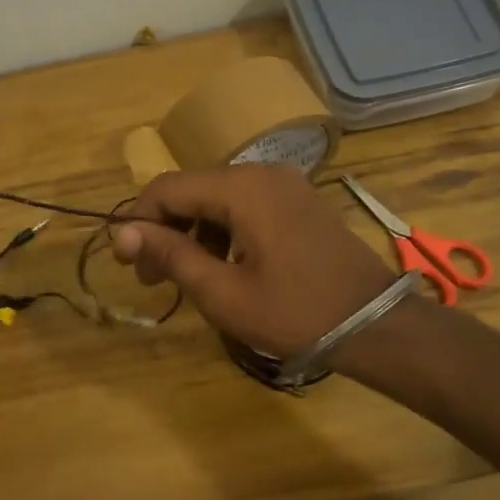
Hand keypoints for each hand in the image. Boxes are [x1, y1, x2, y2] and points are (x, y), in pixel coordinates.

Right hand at [109, 165, 397, 357]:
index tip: (129, 264)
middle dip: (165, 229)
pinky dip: (222, 231)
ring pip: (217, 198)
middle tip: (153, 279)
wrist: (377, 326)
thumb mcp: (222, 292)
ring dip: (192, 232)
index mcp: (242, 188)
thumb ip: (170, 256)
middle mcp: (262, 173)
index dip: (139, 222)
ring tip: (186, 278)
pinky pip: (245, 205)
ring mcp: (285, 184)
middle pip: (192, 189)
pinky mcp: (298, 201)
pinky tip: (224, 266)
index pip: (167, 188)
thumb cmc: (295, 312)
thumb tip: (122, 232)